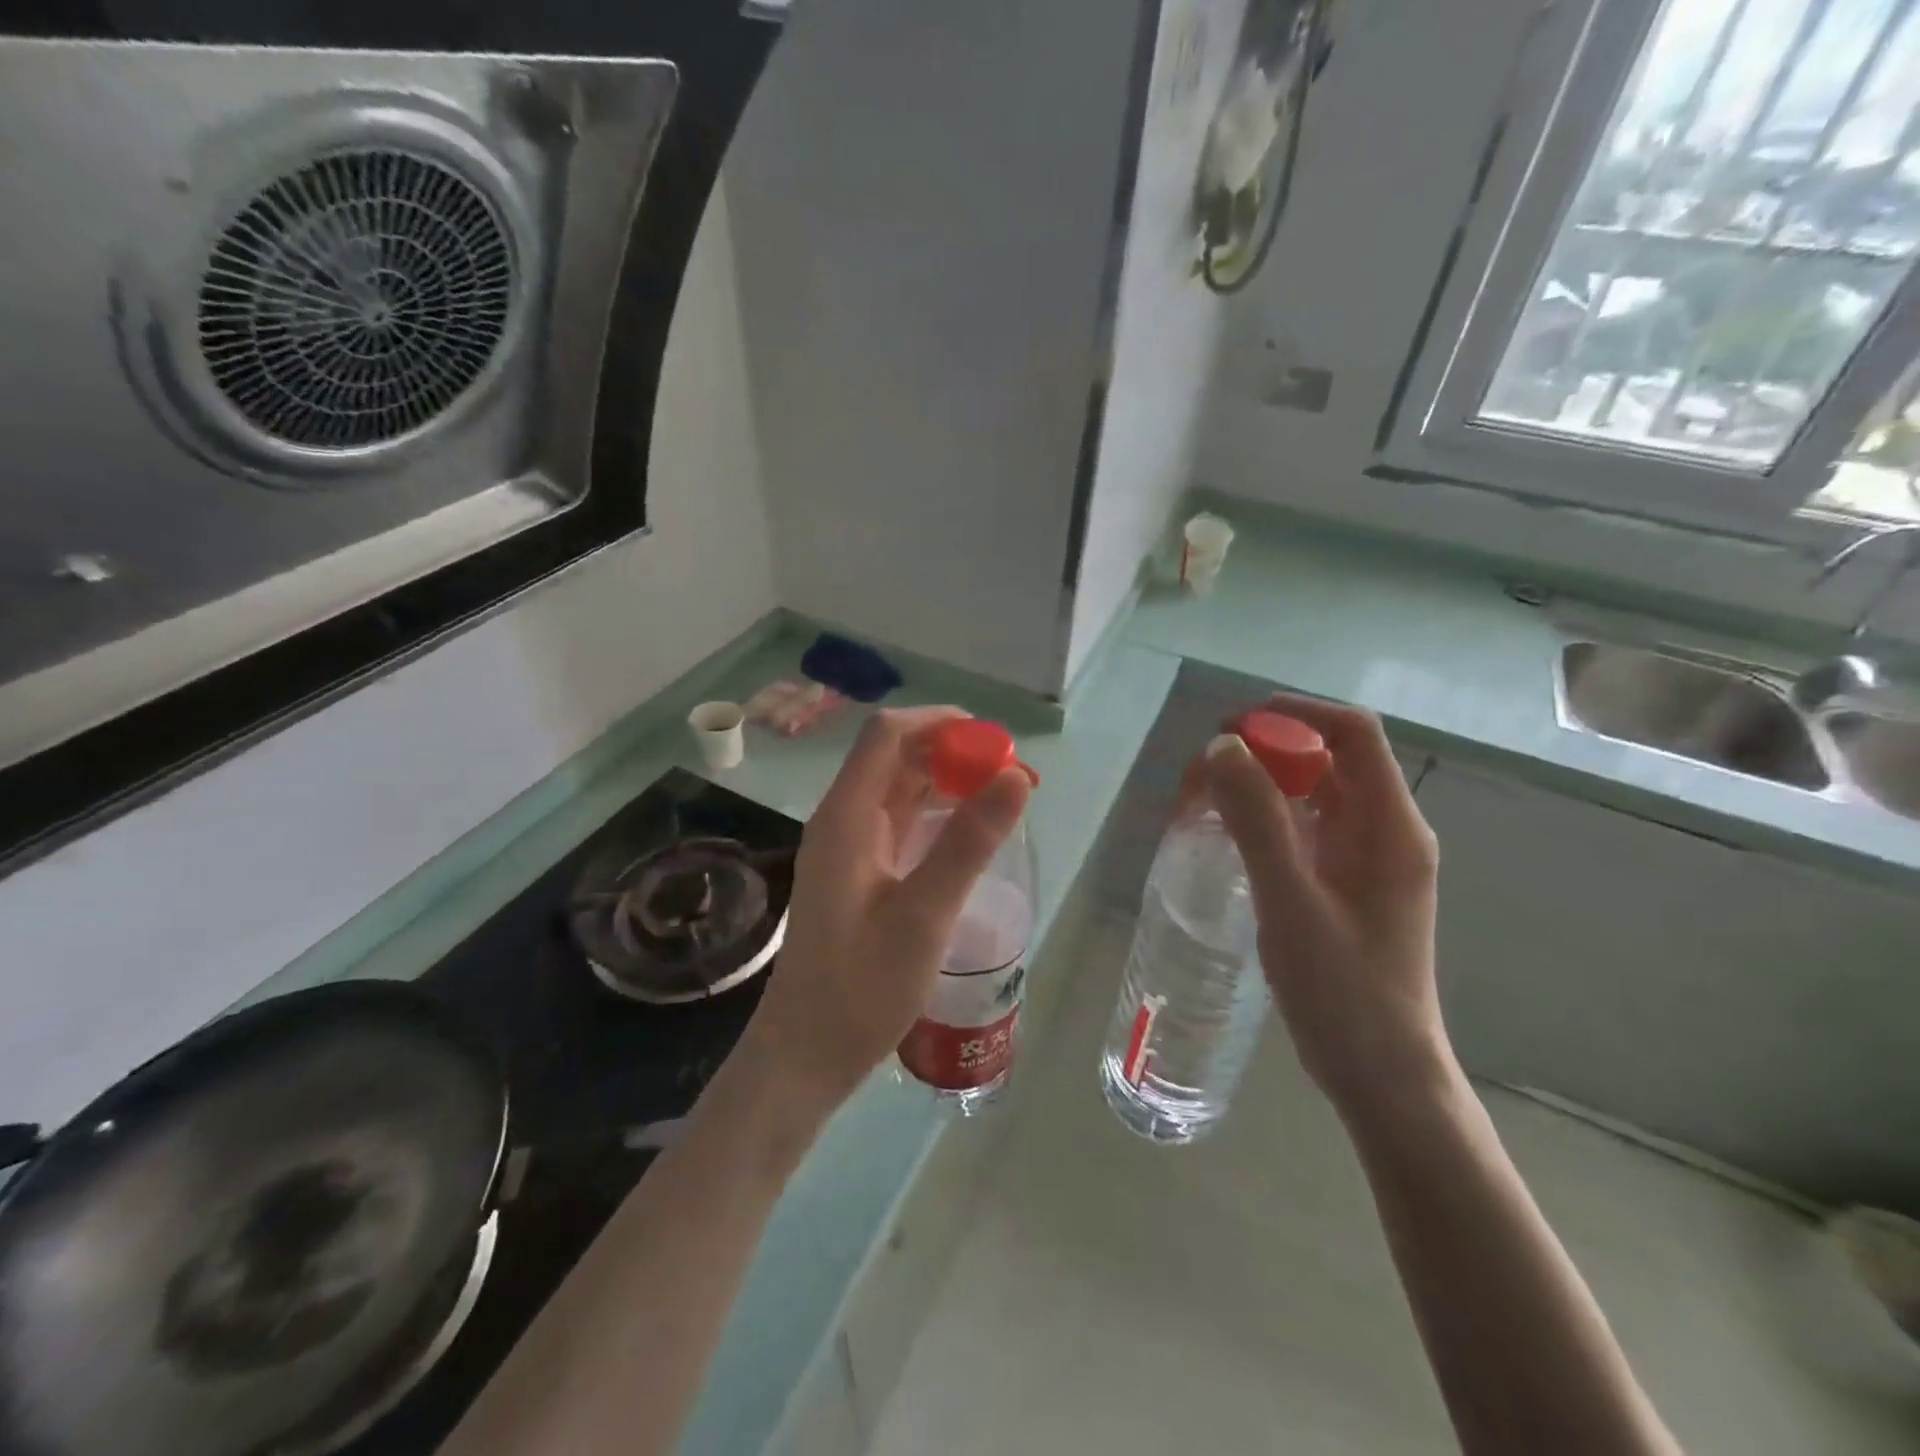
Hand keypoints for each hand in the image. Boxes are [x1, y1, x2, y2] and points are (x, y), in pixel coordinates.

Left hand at [741, 707, 1032, 1113]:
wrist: (806, 1053)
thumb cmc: (862, 987)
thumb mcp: (924, 914)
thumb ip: (969, 842)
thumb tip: (1016, 776)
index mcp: (846, 817)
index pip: (886, 736)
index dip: (938, 723)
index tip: (992, 739)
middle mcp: (843, 821)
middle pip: (893, 758)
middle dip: (949, 752)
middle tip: (1007, 772)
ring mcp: (849, 848)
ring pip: (898, 790)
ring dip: (944, 783)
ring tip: (998, 796)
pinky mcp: (860, 873)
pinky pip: (899, 823)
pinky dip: (935, 816)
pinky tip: (969, 833)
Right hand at [1201, 693, 1450, 1111]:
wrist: (1381, 1075)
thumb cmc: (1343, 991)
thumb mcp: (1292, 902)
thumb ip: (1257, 823)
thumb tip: (1222, 748)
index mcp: (1391, 826)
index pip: (1352, 733)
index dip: (1294, 714)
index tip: (1231, 727)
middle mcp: (1386, 830)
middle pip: (1329, 758)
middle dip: (1265, 749)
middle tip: (1202, 772)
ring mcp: (1368, 858)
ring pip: (1314, 793)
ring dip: (1261, 783)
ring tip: (1203, 798)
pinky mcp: (1347, 883)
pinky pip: (1306, 827)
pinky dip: (1266, 817)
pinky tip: (1227, 836)